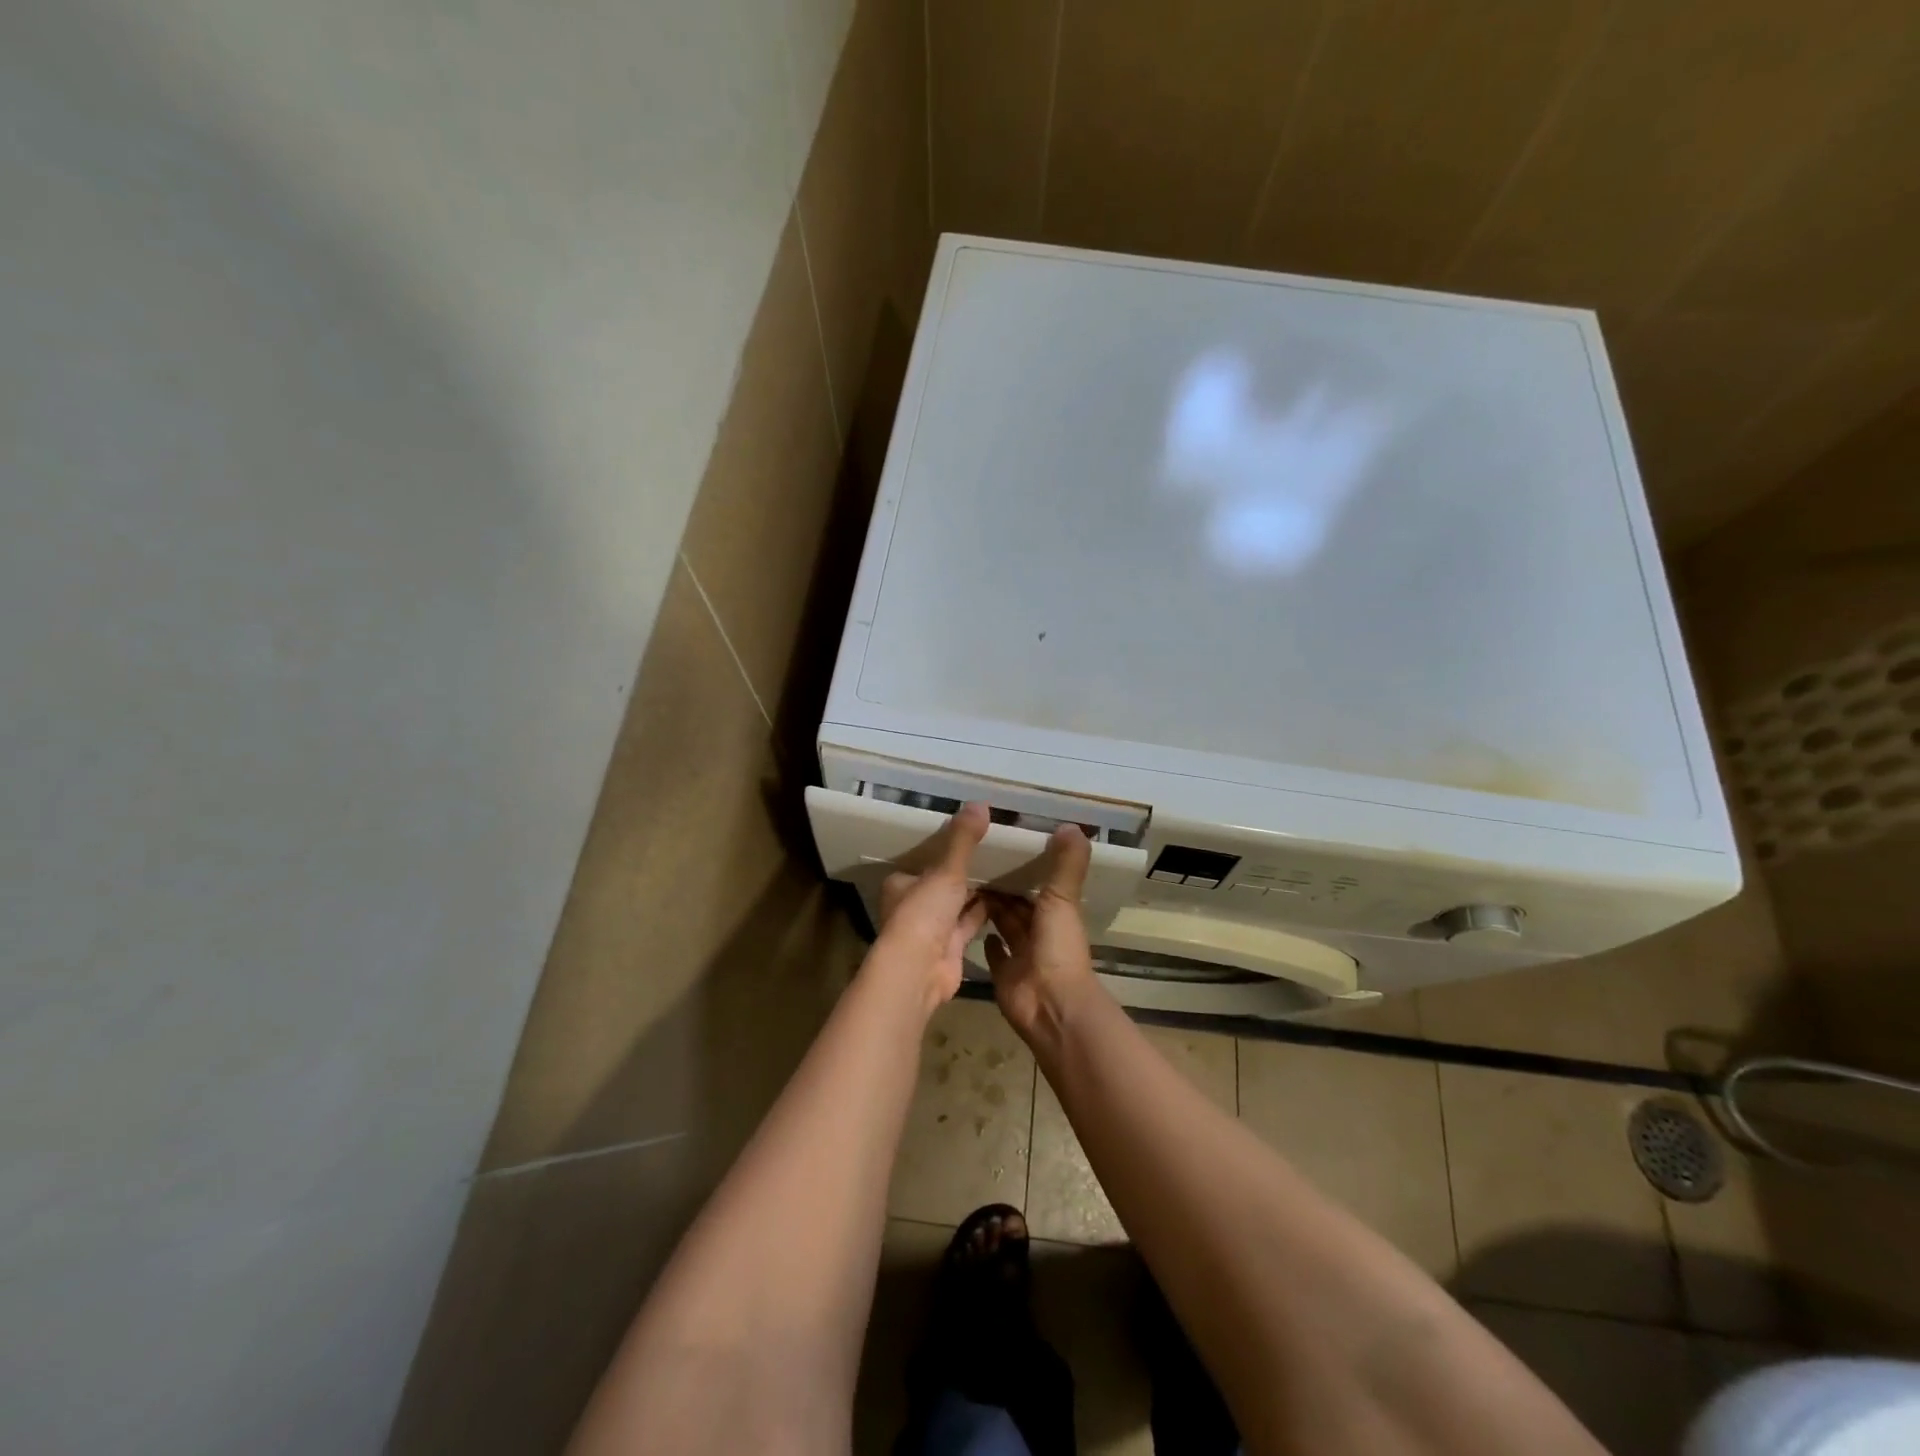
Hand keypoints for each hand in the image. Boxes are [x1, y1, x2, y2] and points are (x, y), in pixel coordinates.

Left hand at [872, 802, 990, 1011]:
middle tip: (996, 851)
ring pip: (958, 904)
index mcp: (901, 884)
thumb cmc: (923, 913)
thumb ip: (963, 839)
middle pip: (942, 883)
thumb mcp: (945, 870)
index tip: (971, 837)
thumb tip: (980, 803)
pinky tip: (1009, 897)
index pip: (924, 862)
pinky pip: (971, 922)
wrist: (919, 970)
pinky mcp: (951, 947)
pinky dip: (986, 912)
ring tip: (1007, 869)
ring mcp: (932, 929)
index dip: (945, 851)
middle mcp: (914, 905)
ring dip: (978, 891)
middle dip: (965, 872)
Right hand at [983, 825, 1096, 1042]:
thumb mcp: (1062, 899)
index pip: (1038, 883)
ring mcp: (1022, 955)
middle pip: (1018, 904)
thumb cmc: (1058, 948)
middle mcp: (1040, 932)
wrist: (1051, 1005)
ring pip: (1005, 925)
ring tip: (964, 884)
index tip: (1002, 844)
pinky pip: (995, 955)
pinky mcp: (1005, 976)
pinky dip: (987, 942)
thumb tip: (1073, 825)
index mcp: (1056, 913)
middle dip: (1001, 886)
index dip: (1024, 866)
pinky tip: (971, 924)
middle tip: (973, 860)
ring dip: (990, 909)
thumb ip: (1066, 864)